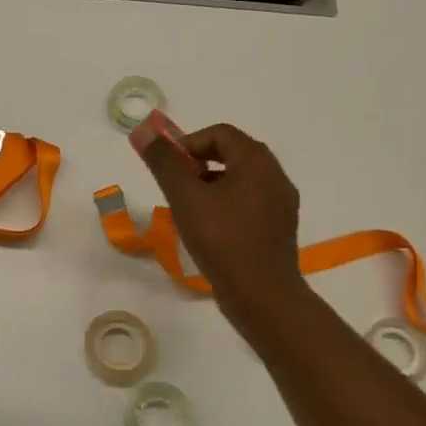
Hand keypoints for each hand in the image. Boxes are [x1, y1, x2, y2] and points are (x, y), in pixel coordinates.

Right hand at [134, 120, 308, 337]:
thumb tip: (143, 129)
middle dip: (197, 166)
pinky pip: (248, 205)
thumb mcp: (185, 196)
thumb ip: (163, 161)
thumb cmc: (222, 239)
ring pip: (239, 181)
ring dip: (210, 188)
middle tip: (176, 190)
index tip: (168, 170)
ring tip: (188, 213)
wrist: (262, 296)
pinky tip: (209, 233)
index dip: (187, 144)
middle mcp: (276, 176)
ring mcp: (281, 204)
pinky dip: (225, 208)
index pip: (219, 133)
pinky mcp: (279, 230)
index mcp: (257, 161)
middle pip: (231, 154)